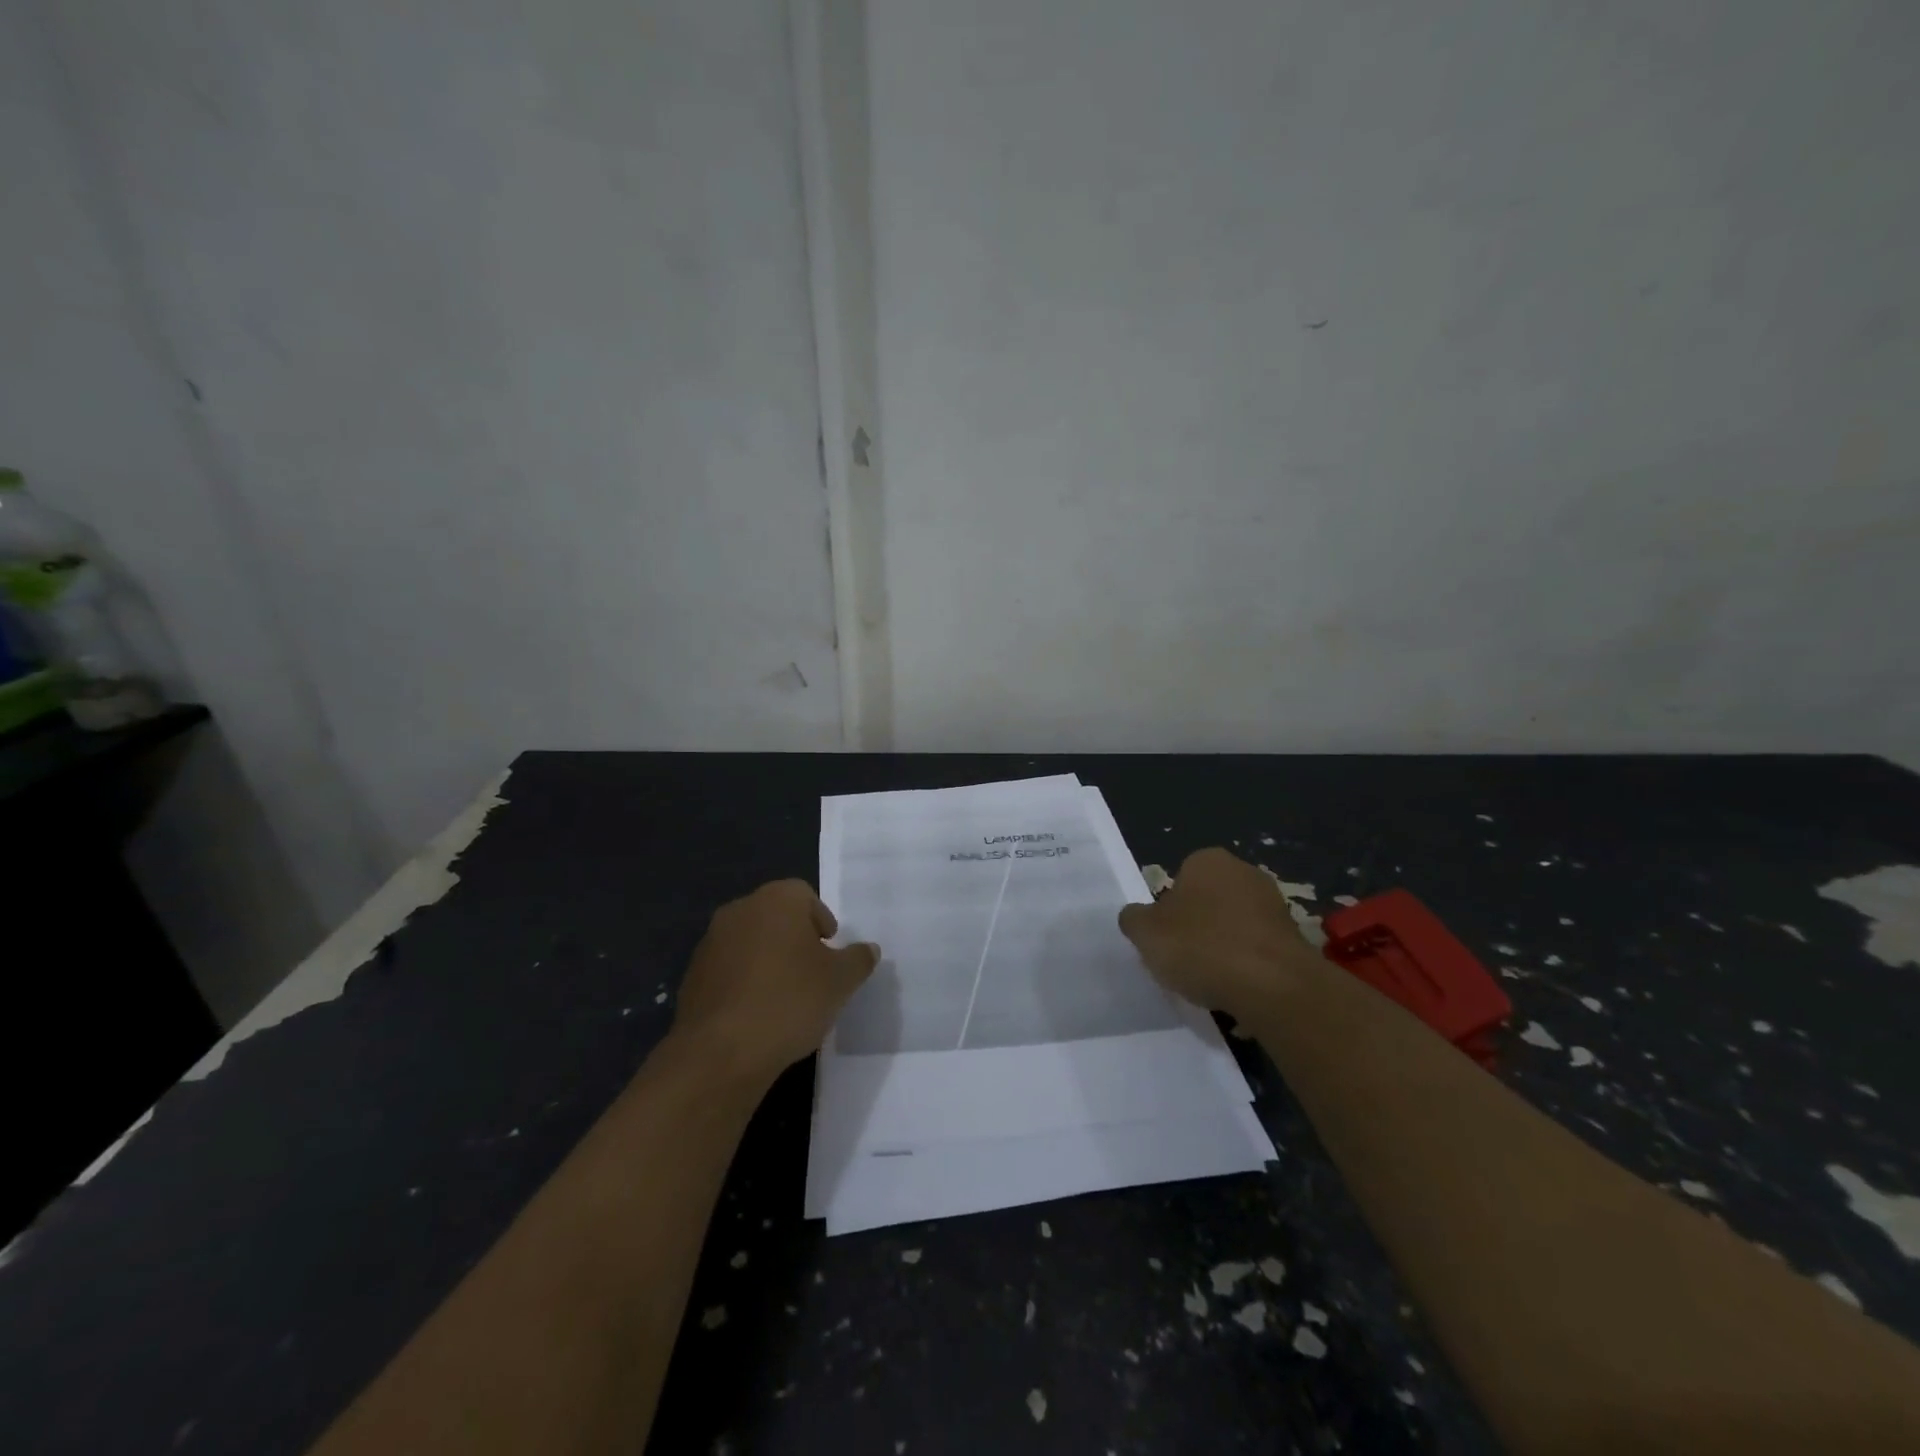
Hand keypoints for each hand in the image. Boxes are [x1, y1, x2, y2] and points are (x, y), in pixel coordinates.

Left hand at [672, 880, 878, 1082]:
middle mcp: (740, 910)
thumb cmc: (790, 1001)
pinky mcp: (692, 976)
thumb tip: (868, 949)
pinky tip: (756, 1014)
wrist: (720, 1052)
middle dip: (794, 939)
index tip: (830, 952)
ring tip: (785, 998)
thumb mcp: (841, 981)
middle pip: (775, 916)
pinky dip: (744, 983)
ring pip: (750, 942)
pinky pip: (729, 970)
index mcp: (776, 900)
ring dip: (767, 960)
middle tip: (813, 973)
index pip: (804, 895)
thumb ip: (858, 959)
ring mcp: (710, 943)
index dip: (821, 921)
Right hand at [1118, 848, 1320, 1021]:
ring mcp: (1275, 905)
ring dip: (1224, 948)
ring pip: (1235, 927)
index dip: (1168, 911)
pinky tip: (1238, 990)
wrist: (1273, 985)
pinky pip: (1259, 951)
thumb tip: (1136, 916)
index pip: (1179, 879)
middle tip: (1184, 959)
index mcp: (1207, 860)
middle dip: (1198, 927)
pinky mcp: (1295, 939)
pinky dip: (1247, 967)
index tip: (1165, 939)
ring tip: (1211, 982)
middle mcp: (1244, 872)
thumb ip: (1134, 919)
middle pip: (1209, 901)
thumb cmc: (1201, 946)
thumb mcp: (1145, 932)